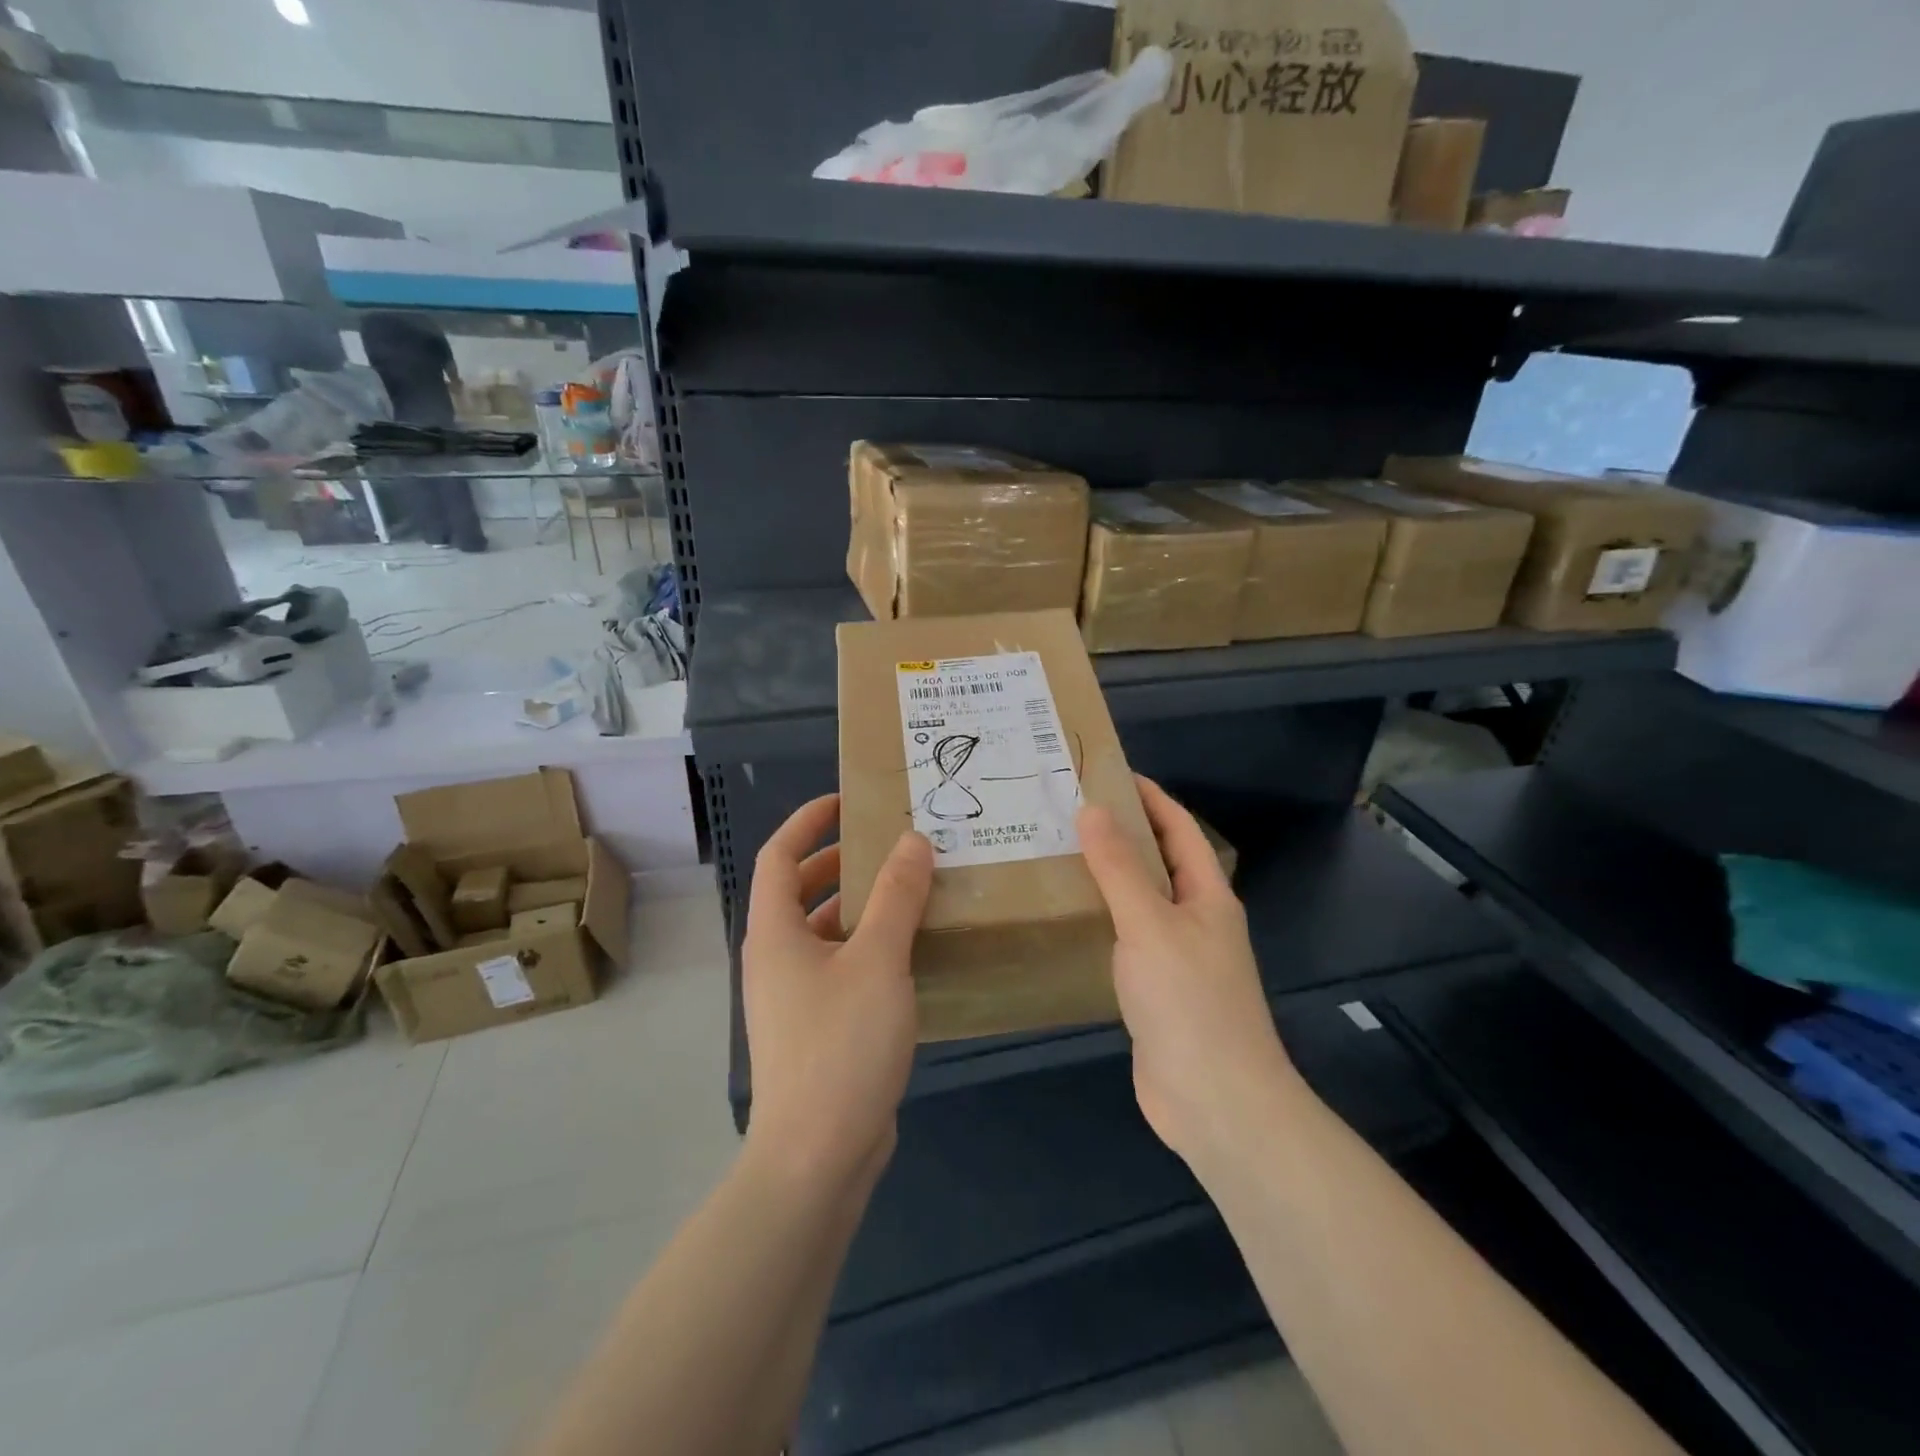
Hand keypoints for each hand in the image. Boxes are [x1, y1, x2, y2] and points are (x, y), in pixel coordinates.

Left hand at [740, 794, 932, 1191]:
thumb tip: (913, 841)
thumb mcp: (877, 961)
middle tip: (891, 847)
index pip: (778, 856)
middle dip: (841, 863)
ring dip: (862, 908)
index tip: (845, 803)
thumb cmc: (840, 1045)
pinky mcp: (817, 1029)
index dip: (806, 823)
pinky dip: (870, 948)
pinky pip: (842, 968)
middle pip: (801, 892)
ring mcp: (795, 998)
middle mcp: (776, 959)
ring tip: (912, 893)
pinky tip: (913, 953)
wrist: (816, 1157)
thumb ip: (897, 897)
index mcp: (775, 933)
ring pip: (826, 933)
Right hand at [1077, 776, 1298, 1171]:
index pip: (1178, 828)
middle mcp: (1194, 919)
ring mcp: (1175, 957)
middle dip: (1120, 833)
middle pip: (1157, 861)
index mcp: (1206, 895)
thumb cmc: (1188, 1000)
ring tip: (1055, 854)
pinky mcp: (1154, 990)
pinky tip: (1065, 917)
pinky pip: (1124, 939)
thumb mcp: (1149, 924)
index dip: (1149, 796)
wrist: (1215, 1102)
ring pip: (1138, 901)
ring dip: (1106, 877)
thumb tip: (1093, 808)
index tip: (1106, 773)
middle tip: (1066, 811)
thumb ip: (1119, 867)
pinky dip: (1099, 920)